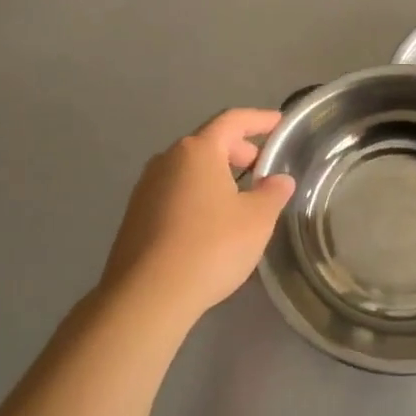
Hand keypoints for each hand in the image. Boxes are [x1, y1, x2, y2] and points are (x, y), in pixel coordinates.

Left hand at [100, 109, 295, 320]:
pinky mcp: (136, 216)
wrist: (148, 296)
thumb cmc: (211, 247)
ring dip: (217, 175)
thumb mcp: (256, 219)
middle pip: (208, 143)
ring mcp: (146, 188)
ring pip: (189, 170)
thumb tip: (279, 180)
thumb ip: (272, 193)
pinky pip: (175, 192)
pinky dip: (198, 195)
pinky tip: (212, 222)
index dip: (259, 119)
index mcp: (197, 151)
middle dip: (239, 150)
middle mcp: (167, 160)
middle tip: (263, 168)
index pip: (232, 120)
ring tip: (241, 197)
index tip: (279, 123)